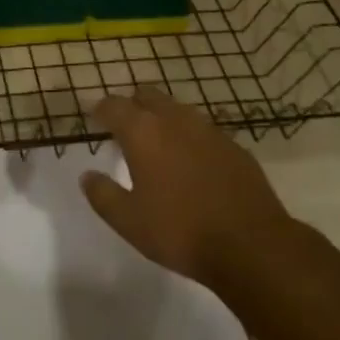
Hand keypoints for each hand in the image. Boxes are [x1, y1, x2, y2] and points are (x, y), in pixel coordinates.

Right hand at [80, 88, 296, 290]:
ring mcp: (208, 129)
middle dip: (132, 104)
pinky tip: (191, 161)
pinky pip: (202, 129)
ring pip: (176, 109)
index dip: (100, 109)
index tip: (93, 116)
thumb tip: (87, 176)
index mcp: (143, 132)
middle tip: (124, 126)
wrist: (252, 244)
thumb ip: (103, 195)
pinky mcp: (233, 145)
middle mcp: (174, 119)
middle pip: (146, 95)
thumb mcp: (129, 221)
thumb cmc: (180, 231)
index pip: (113, 105)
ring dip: (162, 117)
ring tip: (157, 143)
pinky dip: (189, 137)